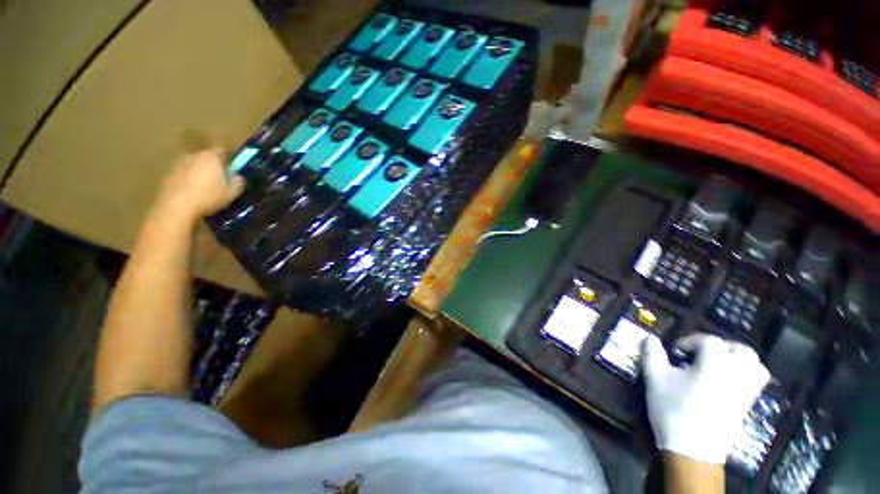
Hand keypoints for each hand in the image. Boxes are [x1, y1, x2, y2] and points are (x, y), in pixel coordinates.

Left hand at [151, 149, 244, 223]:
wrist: (176, 207)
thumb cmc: (208, 197)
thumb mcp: (231, 193)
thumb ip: (238, 182)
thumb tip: (237, 176)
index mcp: (211, 157)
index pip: (222, 150)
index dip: (228, 159)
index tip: (231, 169)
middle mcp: (194, 155)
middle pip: (206, 157)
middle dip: (212, 166)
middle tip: (218, 180)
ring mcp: (178, 163)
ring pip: (194, 165)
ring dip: (199, 172)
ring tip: (204, 188)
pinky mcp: (168, 173)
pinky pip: (183, 173)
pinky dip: (187, 179)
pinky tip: (191, 192)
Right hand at [641, 334, 769, 464]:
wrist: (691, 448)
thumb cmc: (672, 408)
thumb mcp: (655, 378)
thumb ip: (652, 354)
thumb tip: (649, 337)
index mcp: (714, 364)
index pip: (710, 341)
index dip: (692, 341)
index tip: (677, 350)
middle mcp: (735, 374)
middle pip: (741, 350)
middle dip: (723, 347)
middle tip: (703, 353)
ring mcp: (745, 391)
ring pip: (755, 366)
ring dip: (739, 360)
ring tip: (720, 365)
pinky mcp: (746, 406)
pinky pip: (755, 383)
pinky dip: (745, 376)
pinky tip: (726, 382)